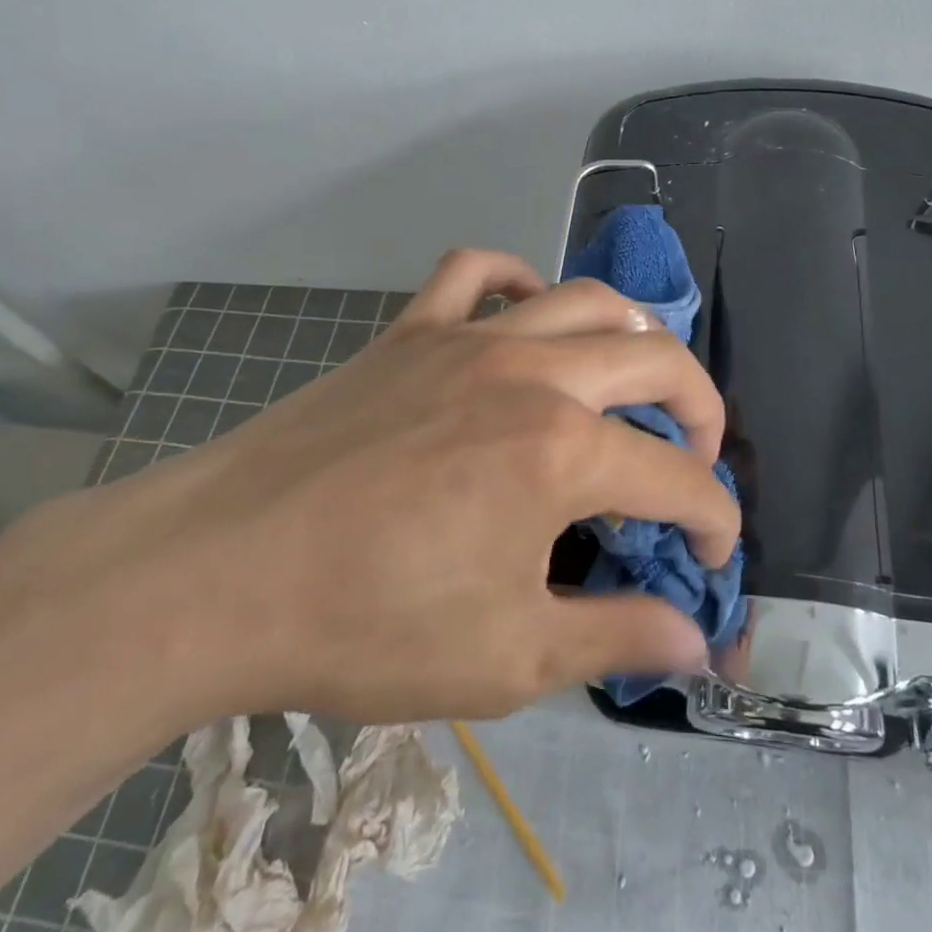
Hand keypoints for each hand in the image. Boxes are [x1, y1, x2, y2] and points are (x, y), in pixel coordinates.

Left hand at [26, 249, 739, 729]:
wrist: (215, 574)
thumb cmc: (366, 624)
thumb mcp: (507, 658)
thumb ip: (615, 638)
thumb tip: (695, 641)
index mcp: (562, 452)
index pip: (680, 480)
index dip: (715, 521)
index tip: (715, 561)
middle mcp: (532, 373)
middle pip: (655, 361)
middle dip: (703, 409)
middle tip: (701, 456)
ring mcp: (467, 339)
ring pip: (583, 299)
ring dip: (634, 335)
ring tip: (639, 379)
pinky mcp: (410, 331)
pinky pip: (477, 273)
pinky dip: (518, 281)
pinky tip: (527, 315)